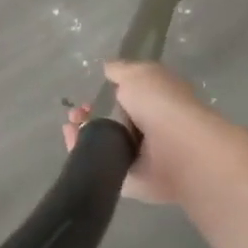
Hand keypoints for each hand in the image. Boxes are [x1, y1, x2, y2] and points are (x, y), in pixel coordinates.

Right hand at [64, 61, 226, 204]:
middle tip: (75, 114)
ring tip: (70, 127)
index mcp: (155, 102)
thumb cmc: (160, 105)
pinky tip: (73, 143)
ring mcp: (138, 156)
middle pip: (110, 122)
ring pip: (102, 143)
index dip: (103, 96)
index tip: (87, 97)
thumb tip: (109, 69)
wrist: (177, 150)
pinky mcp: (128, 179)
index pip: (125, 99)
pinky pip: (99, 164)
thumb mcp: (139, 74)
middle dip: (88, 116)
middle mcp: (148, 129)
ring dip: (82, 134)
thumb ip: (121, 71)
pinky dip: (83, 154)